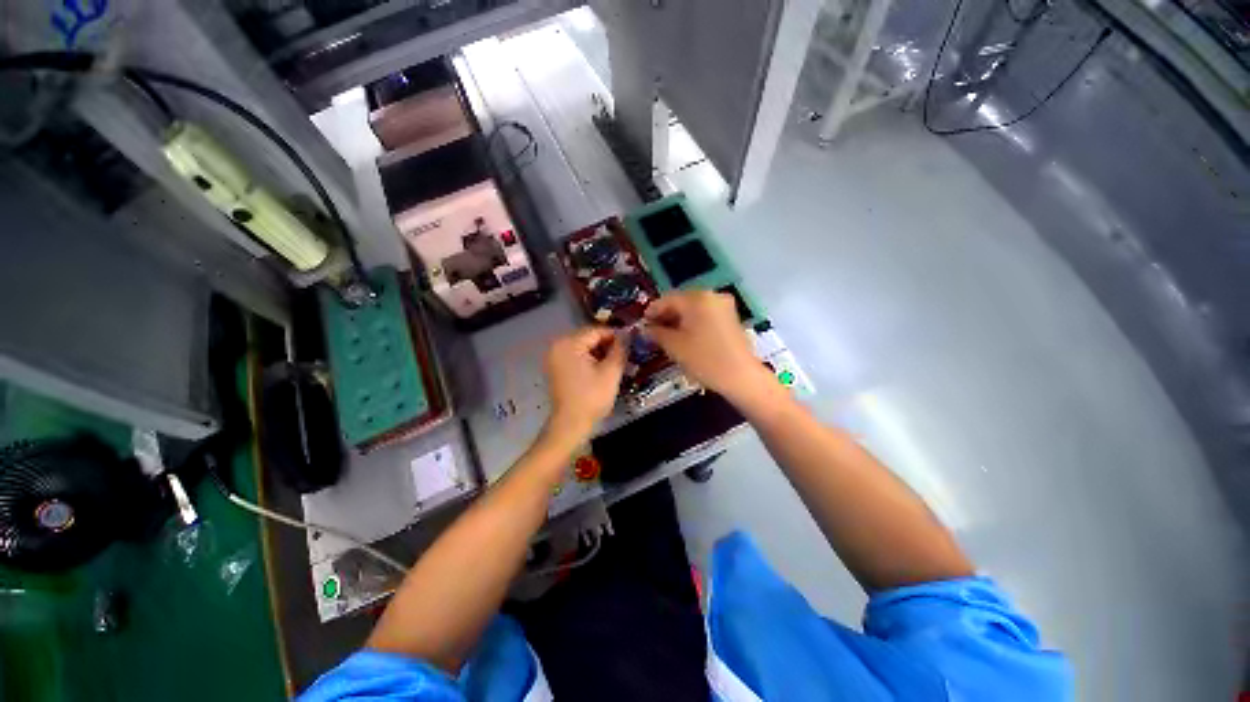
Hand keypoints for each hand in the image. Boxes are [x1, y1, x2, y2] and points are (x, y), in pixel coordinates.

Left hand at [542, 326, 625, 443]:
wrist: (571, 424)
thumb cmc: (592, 397)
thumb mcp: (611, 372)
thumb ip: (620, 349)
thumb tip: (627, 335)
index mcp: (569, 343)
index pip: (597, 331)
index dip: (616, 335)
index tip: (631, 342)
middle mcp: (558, 345)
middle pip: (588, 338)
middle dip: (607, 345)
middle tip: (625, 354)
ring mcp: (555, 357)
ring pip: (583, 347)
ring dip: (599, 353)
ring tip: (616, 363)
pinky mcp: (556, 368)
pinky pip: (576, 356)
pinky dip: (589, 360)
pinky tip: (602, 370)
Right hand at [644, 291, 776, 404]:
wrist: (741, 377)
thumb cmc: (704, 359)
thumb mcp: (674, 346)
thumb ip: (656, 333)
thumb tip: (645, 328)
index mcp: (697, 298)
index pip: (667, 299)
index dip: (652, 311)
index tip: (642, 323)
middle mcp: (712, 296)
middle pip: (681, 301)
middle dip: (666, 315)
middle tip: (652, 330)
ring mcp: (724, 306)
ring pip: (694, 308)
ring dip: (679, 319)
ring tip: (666, 335)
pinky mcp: (731, 318)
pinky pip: (705, 315)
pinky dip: (693, 322)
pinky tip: (685, 336)